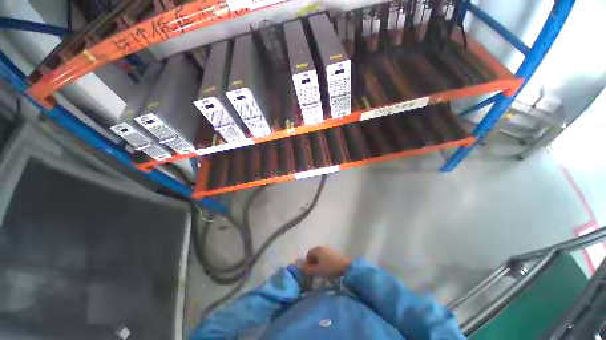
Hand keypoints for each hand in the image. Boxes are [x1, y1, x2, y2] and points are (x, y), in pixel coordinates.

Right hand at [302, 246, 350, 277]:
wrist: (345, 266)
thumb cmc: (329, 267)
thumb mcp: (317, 270)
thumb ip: (308, 270)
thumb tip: (302, 270)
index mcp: (317, 249)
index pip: (308, 254)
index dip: (307, 263)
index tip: (308, 271)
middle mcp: (322, 247)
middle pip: (314, 254)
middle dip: (312, 262)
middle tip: (313, 271)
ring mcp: (328, 249)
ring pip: (320, 255)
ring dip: (318, 262)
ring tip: (319, 270)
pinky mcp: (333, 252)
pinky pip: (325, 256)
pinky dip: (323, 261)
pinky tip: (326, 268)